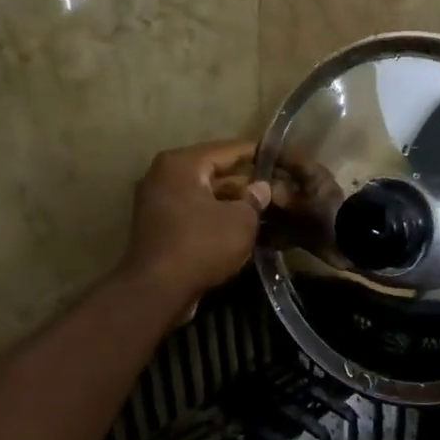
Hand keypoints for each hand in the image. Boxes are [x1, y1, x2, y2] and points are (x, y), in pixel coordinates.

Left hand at [119, 141, 271, 310]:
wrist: (157, 289)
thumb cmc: (202, 245)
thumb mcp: (241, 220)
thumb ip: (255, 199)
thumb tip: (261, 188)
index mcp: (182, 163)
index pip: (228, 149)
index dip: (258, 153)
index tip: (282, 156)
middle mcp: (164, 175)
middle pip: (214, 171)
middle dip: (246, 182)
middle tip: (277, 189)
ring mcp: (157, 201)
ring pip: (204, 194)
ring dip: (232, 201)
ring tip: (265, 209)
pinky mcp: (157, 226)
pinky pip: (193, 212)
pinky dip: (215, 216)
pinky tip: (241, 226)